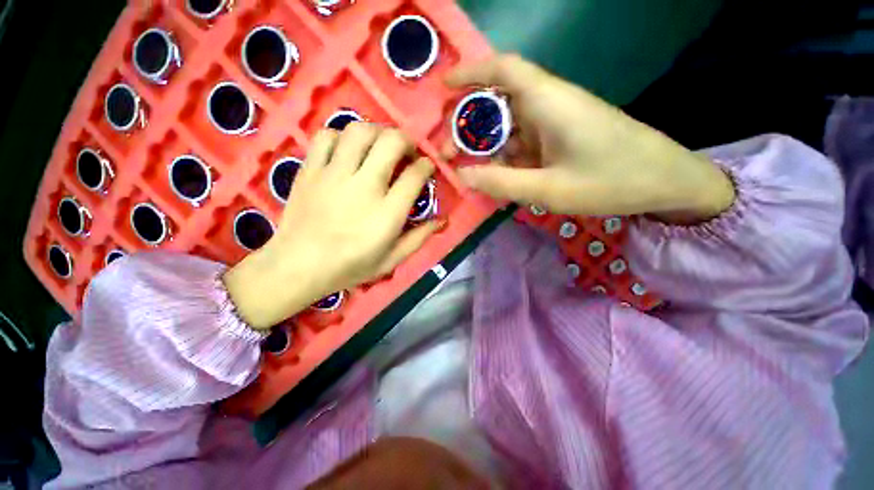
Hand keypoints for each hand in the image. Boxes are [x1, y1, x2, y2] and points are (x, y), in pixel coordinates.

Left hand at [223, 124, 440, 329]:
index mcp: (387, 213)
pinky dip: (342, 137)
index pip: (415, 175)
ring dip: (377, 132)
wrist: (297, 267)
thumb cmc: (350, 267)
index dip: (426, 166)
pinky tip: (347, 150)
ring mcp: (334, 175)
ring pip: (360, 131)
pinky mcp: (310, 170)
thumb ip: (419, 238)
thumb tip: (443, 220)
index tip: (427, 168)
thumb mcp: (392, 260)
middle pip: (391, 142)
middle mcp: (364, 187)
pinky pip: (327, 137)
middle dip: (407, 141)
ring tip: (380, 146)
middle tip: (407, 152)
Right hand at [446, 54, 734, 221]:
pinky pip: (523, 143)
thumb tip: (463, 176)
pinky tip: (497, 176)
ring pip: (509, 126)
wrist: (666, 182)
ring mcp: (555, 122)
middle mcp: (549, 105)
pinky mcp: (560, 138)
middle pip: (499, 103)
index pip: (503, 70)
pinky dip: (505, 157)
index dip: (471, 72)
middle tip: (447, 154)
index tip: (444, 86)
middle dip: (468, 126)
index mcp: (549, 103)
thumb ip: (502, 183)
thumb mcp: (550, 190)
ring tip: (466, 170)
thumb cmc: (612, 181)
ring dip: (485, 146)